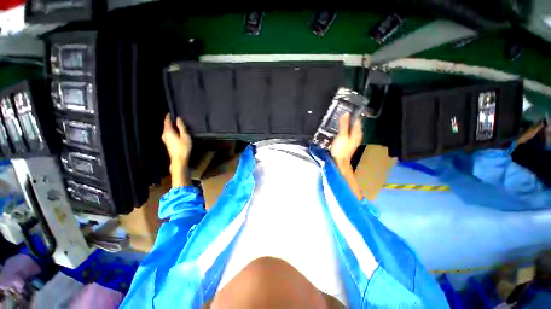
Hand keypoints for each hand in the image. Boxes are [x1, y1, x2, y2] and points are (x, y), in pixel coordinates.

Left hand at [162, 114, 191, 186]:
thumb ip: (181, 127)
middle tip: (177, 118)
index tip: (172, 112)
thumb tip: (178, 118)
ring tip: (178, 125)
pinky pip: (169, 134)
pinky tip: (178, 132)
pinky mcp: (168, 143)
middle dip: (170, 121)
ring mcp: (165, 139)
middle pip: (166, 125)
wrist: (179, 160)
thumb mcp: (185, 136)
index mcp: (168, 131)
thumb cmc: (183, 147)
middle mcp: (164, 134)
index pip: (166, 121)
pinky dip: (172, 131)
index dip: (169, 116)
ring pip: (167, 130)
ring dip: (172, 127)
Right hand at [330, 113, 362, 165]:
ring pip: (349, 129)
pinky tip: (337, 129)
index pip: (357, 120)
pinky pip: (346, 133)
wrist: (339, 162)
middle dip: (347, 119)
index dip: (352, 114)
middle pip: (353, 124)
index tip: (344, 108)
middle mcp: (357, 135)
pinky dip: (342, 130)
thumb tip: (346, 113)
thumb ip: (344, 125)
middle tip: (339, 113)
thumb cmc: (341, 149)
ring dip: (344, 124)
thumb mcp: (342, 136)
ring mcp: (352, 139)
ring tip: (337, 119)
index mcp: (357, 132)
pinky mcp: (347, 142)